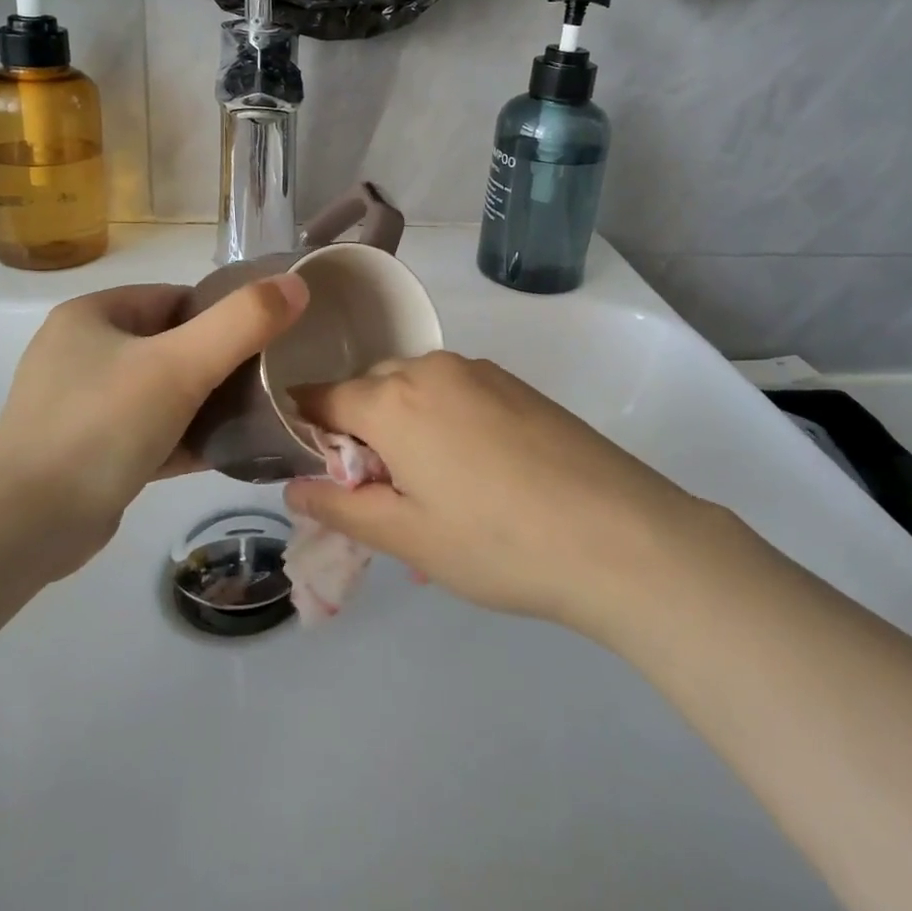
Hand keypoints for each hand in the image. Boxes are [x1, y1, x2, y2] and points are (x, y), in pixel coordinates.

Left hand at [0, 274, 308, 564]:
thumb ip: (242, 322)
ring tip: (255, 416)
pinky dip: (183, 437)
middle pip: (171, 345)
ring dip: (204, 403)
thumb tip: (297, 284)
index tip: (264, 342)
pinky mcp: (87, 452)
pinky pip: (148, 431)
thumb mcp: (180, 365)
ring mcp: (80, 405)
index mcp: (92, 316)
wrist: (24, 529)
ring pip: (161, 391)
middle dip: (218, 363)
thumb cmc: (102, 426)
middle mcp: (81, 352)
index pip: (175, 299)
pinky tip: (225, 451)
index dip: (222, 316)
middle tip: (265, 383)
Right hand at [283, 352, 709, 633]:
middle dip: (359, 429)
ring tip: (429, 488)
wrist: (618, 534)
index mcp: (394, 400)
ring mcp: (479, 371)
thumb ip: (341, 505)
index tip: (309, 464)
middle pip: (371, 387)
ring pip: (416, 388)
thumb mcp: (408, 536)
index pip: (324, 395)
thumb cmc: (497, 542)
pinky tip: (473, 472)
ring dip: (403, 424)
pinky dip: (441, 419)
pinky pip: (455, 391)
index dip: (305, 425)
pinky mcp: (515, 384)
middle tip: (378, 492)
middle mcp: (432, 368)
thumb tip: (293, 485)